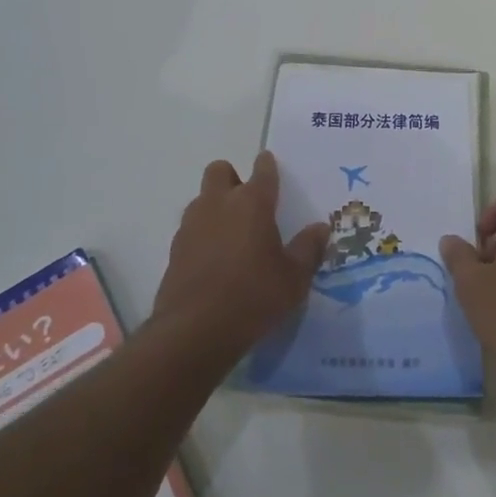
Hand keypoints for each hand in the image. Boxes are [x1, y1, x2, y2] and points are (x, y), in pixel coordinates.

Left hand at [150, 152, 330, 359]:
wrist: (194, 331)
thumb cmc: (253, 297)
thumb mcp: (294, 278)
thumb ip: (308, 249)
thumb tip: (321, 228)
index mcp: (252, 203)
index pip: (262, 170)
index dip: (268, 165)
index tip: (270, 166)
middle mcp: (219, 203)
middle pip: (220, 170)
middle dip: (232, 178)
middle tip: (248, 204)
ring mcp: (192, 224)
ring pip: (202, 198)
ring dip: (215, 206)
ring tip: (233, 234)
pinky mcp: (175, 249)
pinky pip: (191, 227)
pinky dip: (202, 234)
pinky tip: (214, 259)